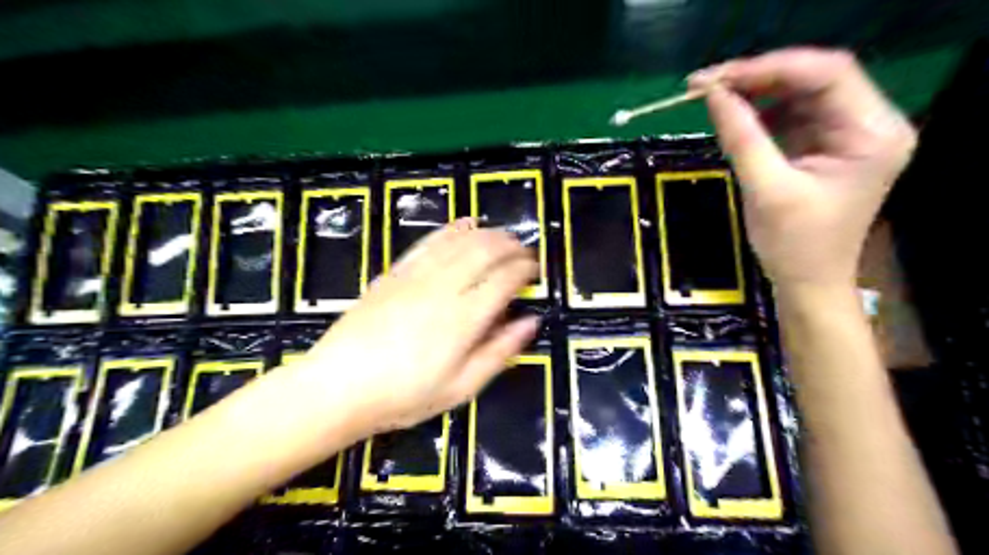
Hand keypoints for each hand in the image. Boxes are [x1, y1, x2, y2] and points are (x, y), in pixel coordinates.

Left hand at [297, 218, 540, 439]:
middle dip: (510, 246)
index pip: (504, 280)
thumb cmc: (404, 396)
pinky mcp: (395, 273)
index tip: (535, 270)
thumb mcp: (461, 388)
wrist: (338, 387)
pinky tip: (464, 225)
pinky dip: (451, 230)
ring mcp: (416, 276)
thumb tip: (530, 322)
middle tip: (523, 251)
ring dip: (487, 233)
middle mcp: (443, 289)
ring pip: (459, 241)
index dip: (525, 269)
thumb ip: (499, 352)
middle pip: (484, 252)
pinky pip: (429, 242)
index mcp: (464, 319)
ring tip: (502, 236)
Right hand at [690, 46, 914, 287]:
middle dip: (758, 78)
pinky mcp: (825, 145)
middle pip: (814, 78)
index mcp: (872, 133)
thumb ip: (741, 137)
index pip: (827, 74)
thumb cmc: (794, 245)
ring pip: (800, 94)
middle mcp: (869, 123)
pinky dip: (760, 113)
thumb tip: (710, 93)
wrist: (807, 283)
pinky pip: (791, 115)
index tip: (716, 78)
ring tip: (713, 99)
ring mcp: (847, 133)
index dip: (769, 68)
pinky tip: (734, 118)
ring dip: (755, 93)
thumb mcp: (765, 190)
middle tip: (706, 85)